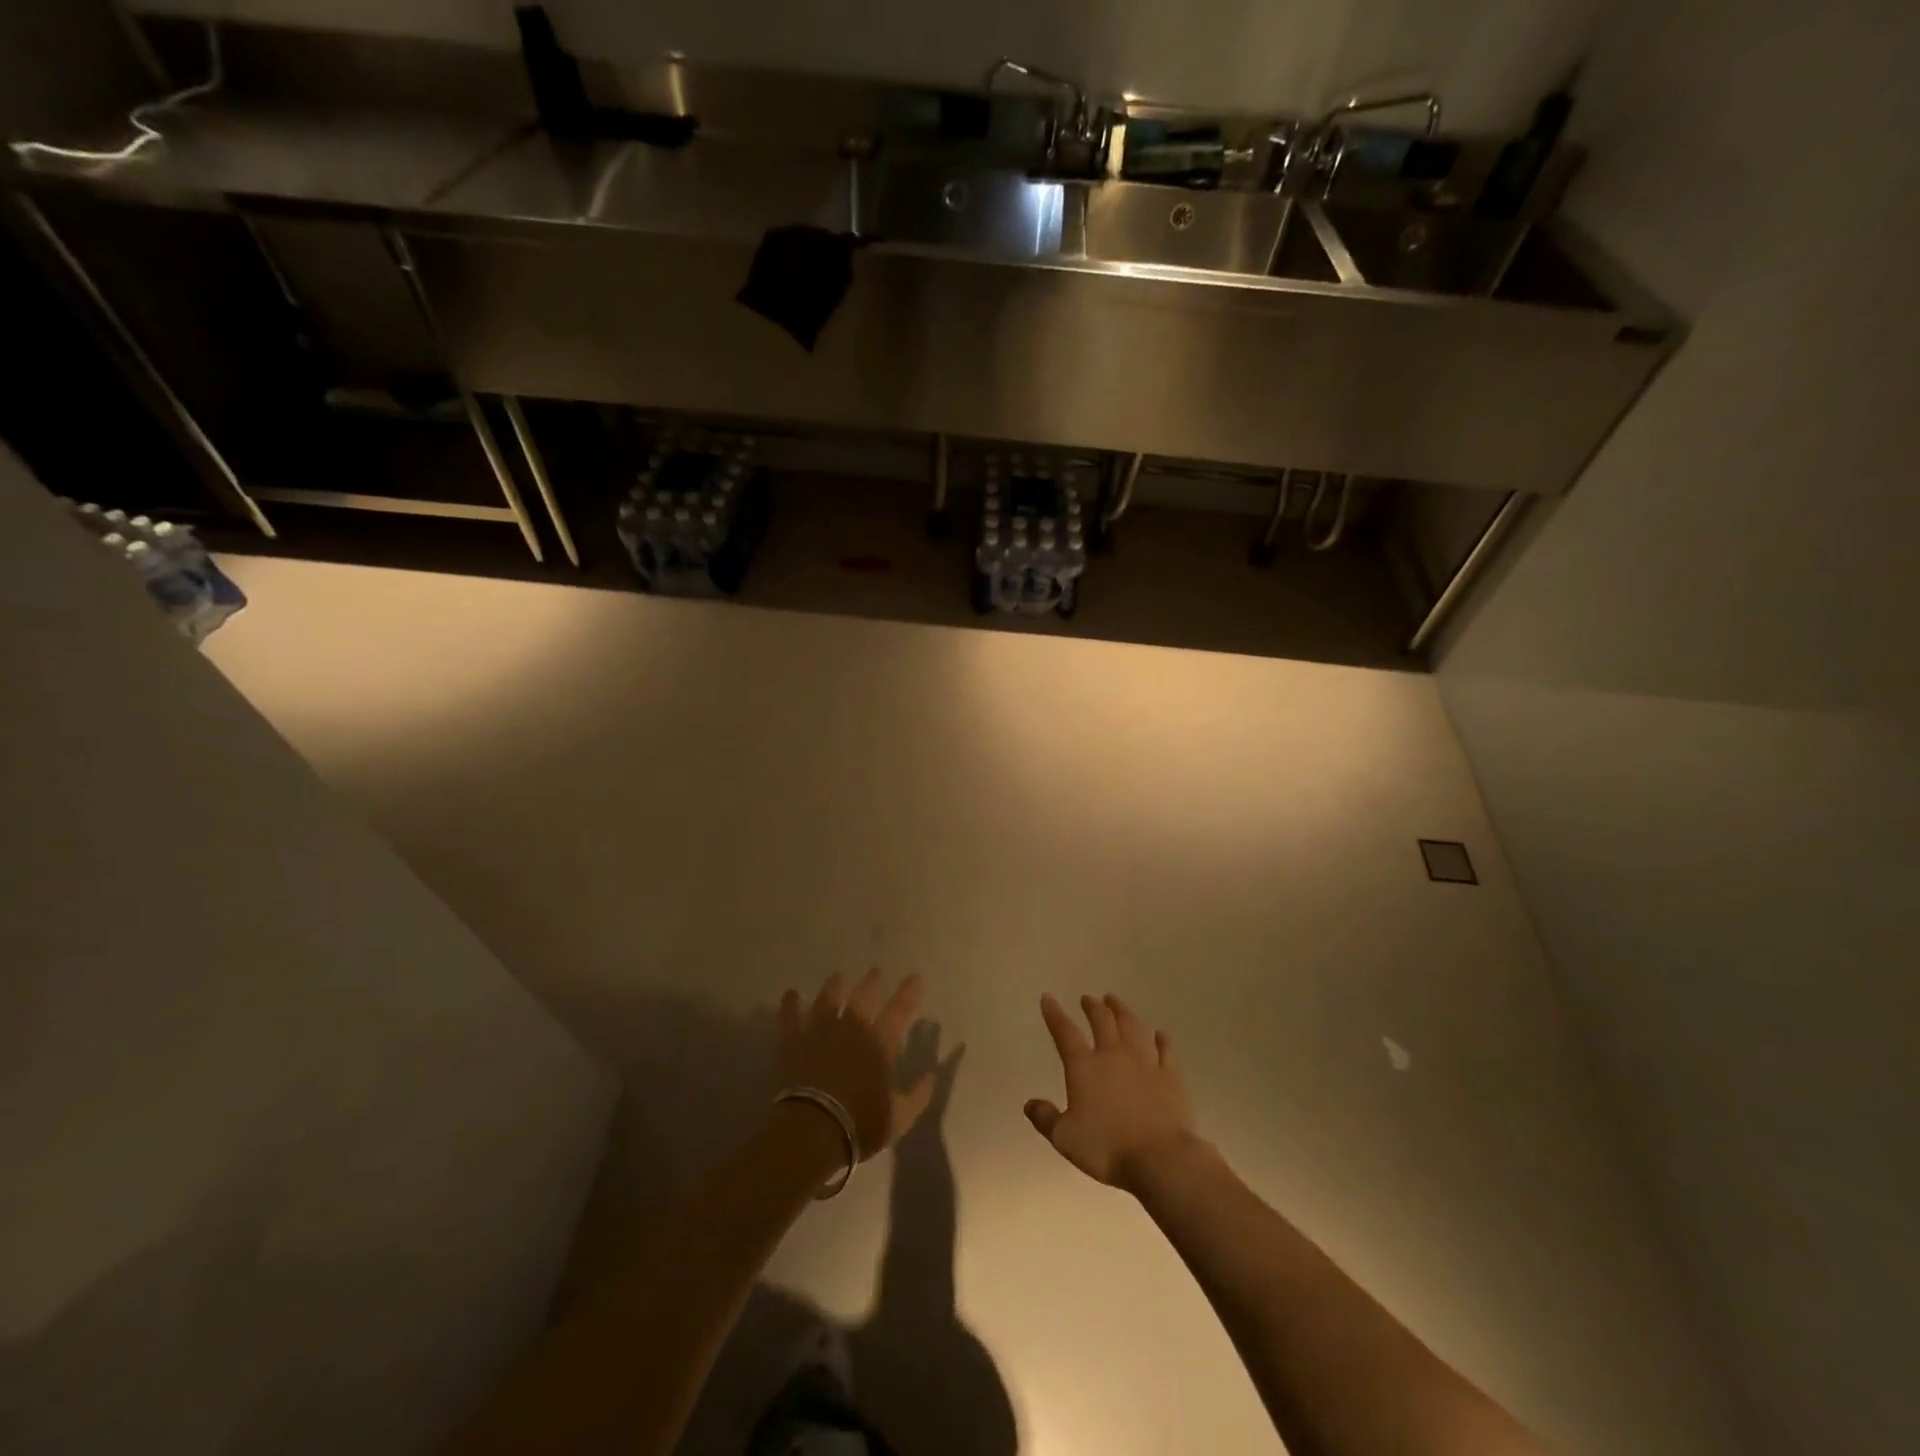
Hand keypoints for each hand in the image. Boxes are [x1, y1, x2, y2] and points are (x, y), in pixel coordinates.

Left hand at [779, 971, 934, 1160]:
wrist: (812, 1130)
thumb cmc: (860, 1124)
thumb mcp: (899, 1117)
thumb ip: (918, 1095)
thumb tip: (932, 1076)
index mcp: (880, 1043)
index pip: (900, 1010)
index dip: (909, 992)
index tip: (916, 977)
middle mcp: (852, 1028)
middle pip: (863, 996)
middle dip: (871, 982)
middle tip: (875, 972)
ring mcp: (821, 1030)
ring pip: (828, 999)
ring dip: (834, 987)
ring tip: (837, 977)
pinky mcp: (793, 1041)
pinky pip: (791, 1016)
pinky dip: (791, 1004)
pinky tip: (791, 994)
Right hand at [1026, 993, 1203, 1194]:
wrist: (1159, 1158)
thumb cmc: (1107, 1148)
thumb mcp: (1065, 1138)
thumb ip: (1046, 1119)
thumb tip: (1029, 1104)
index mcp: (1085, 1067)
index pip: (1065, 1032)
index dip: (1054, 1014)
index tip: (1048, 997)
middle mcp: (1113, 1055)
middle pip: (1102, 1021)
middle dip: (1093, 1007)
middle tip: (1088, 998)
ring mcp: (1145, 1062)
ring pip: (1132, 1026)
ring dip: (1122, 1011)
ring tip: (1115, 1001)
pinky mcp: (1170, 1075)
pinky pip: (1165, 1050)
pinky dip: (1162, 1039)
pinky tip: (1160, 1034)